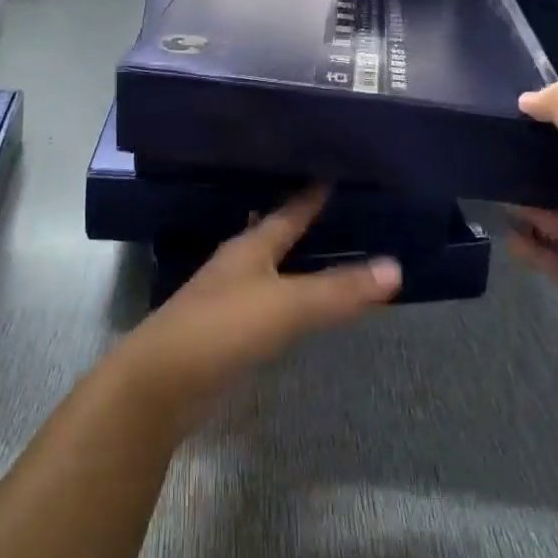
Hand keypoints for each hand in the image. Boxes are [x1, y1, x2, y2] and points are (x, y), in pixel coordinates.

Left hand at [121, 188, 400, 421]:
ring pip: (269, 269)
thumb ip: (338, 290)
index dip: (310, 196)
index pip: (287, 213)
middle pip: (272, 236)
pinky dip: (287, 297)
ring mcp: (228, 299)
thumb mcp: (286, 305)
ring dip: (294, 260)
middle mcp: (238, 266)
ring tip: (326, 251)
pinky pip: (266, 303)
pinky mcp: (226, 332)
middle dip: (300, 223)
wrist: (163, 383)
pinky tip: (299, 305)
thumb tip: (395, 267)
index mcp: (250, 248)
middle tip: (337, 210)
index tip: (332, 174)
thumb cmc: (223, 327)